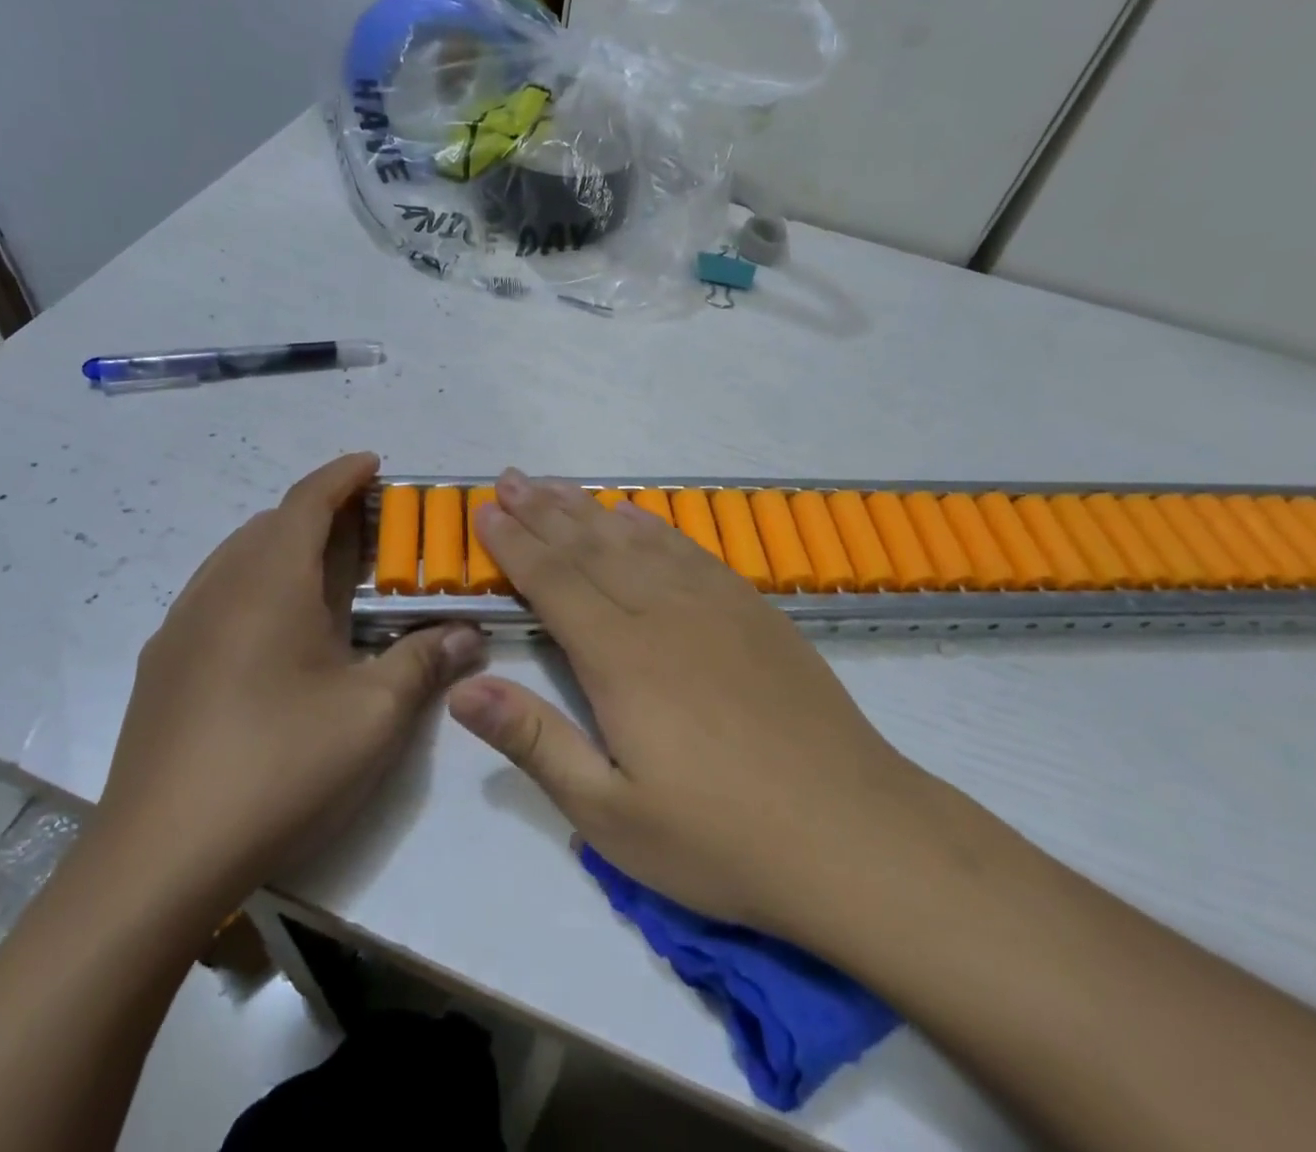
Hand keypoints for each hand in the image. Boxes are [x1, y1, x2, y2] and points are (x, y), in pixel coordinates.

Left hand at [96, 453, 483, 915]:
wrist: (157, 860)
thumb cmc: (279, 765)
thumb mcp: (373, 713)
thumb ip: (425, 659)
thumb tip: (469, 633)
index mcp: (268, 582)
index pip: (307, 500)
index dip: (343, 474)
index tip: (374, 464)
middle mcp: (218, 588)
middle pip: (271, 524)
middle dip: (320, 512)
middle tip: (367, 529)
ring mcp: (181, 627)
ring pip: (238, 558)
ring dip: (284, 547)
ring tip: (326, 573)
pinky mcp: (162, 667)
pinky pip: (215, 596)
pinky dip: (254, 585)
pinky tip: (275, 632)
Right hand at [447, 470, 934, 945]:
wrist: (852, 833)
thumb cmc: (720, 836)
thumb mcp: (610, 815)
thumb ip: (535, 741)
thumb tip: (463, 687)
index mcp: (620, 658)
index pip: (553, 582)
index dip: (515, 544)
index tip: (485, 512)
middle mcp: (662, 613)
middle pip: (589, 548)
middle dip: (542, 510)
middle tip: (509, 478)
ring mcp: (714, 605)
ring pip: (636, 540)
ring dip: (589, 509)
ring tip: (554, 484)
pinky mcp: (754, 610)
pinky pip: (690, 550)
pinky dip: (654, 527)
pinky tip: (637, 516)